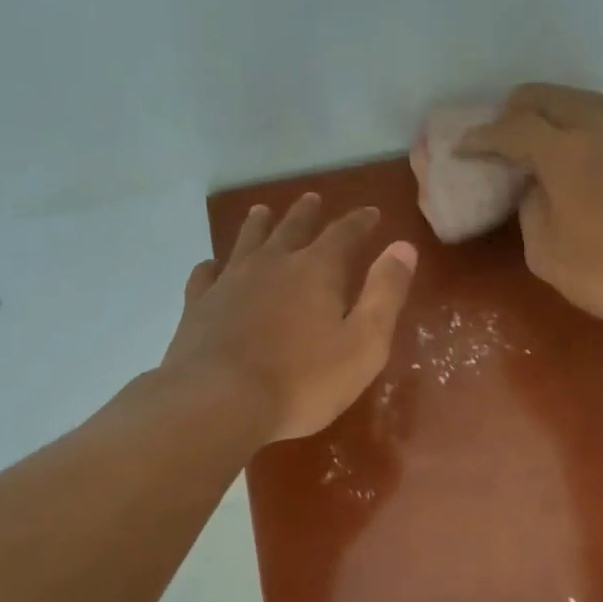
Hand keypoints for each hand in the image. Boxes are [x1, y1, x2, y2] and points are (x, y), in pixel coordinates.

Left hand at [161, 194, 417, 443]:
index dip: (359, 222)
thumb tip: (403, 247)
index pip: (344, 233)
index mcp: (316, 270)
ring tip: (263, 212)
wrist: (220, 402)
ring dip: (259, 224)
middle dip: (307, 213)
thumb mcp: (363, 344)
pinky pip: (206, 275)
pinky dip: (213, 266)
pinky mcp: (198, 305)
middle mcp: (272, 263)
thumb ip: (385, 294)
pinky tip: (212, 266)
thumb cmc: (303, 381)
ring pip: (247, 241)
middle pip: (292, 228)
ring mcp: (230, 281)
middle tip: (312, 199)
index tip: (370, 213)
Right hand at [461, 84, 602, 322]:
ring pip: (590, 99)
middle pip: (550, 98)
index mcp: (564, 152)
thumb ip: (532, 213)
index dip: (483, 137)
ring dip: (559, 107)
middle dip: (517, 109)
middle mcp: (599, 128)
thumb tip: (537, 190)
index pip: (513, 129)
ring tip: (546, 126)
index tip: (464, 148)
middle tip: (502, 130)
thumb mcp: (547, 255)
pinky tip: (600, 132)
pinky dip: (600, 118)